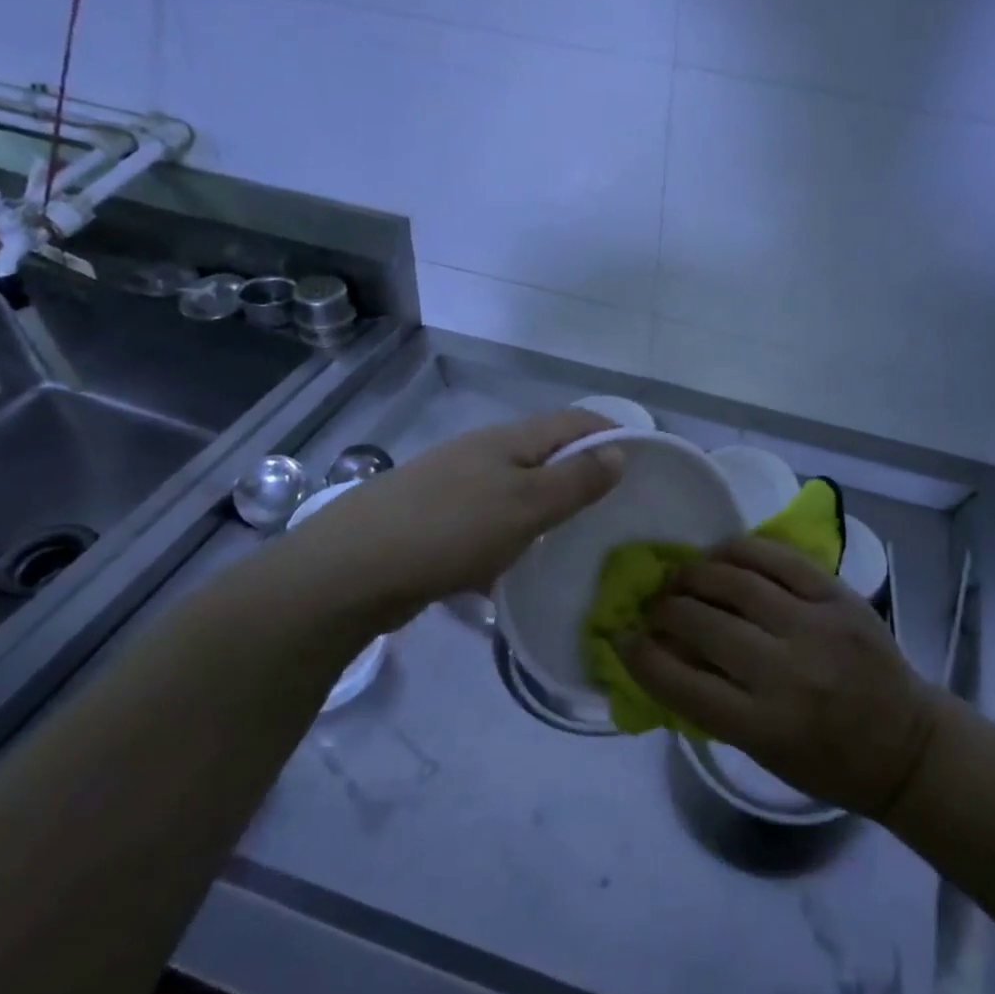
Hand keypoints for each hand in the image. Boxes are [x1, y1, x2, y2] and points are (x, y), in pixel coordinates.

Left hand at [304, 409, 623, 607]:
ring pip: (515, 492)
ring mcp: (453, 487)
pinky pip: (486, 524)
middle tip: (612, 510)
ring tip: (570, 543)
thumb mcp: (527, 505)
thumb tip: (619, 450)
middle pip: (544, 454)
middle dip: (580, 475)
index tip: (643, 464)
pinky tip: (511, 571)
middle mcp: (481, 454)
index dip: (611, 433)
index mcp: (508, 440)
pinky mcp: (433, 522)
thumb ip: (576, 480)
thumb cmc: (451, 530)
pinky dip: (508, 540)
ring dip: (544, 511)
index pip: (573, 422)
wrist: (351, 570)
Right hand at [622, 536, 943, 818]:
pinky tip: (721, 553)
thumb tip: (662, 653)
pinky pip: (779, 559)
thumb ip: (711, 703)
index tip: (622, 637)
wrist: (907, 744)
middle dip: (666, 610)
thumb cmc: (827, 762)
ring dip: (696, 575)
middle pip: (705, 624)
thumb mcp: (761, 751)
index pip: (682, 685)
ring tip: (681, 576)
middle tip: (654, 605)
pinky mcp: (839, 596)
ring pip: (737, 582)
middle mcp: (788, 672)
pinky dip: (741, 550)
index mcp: (764, 726)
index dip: (642, 657)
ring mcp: (817, 627)